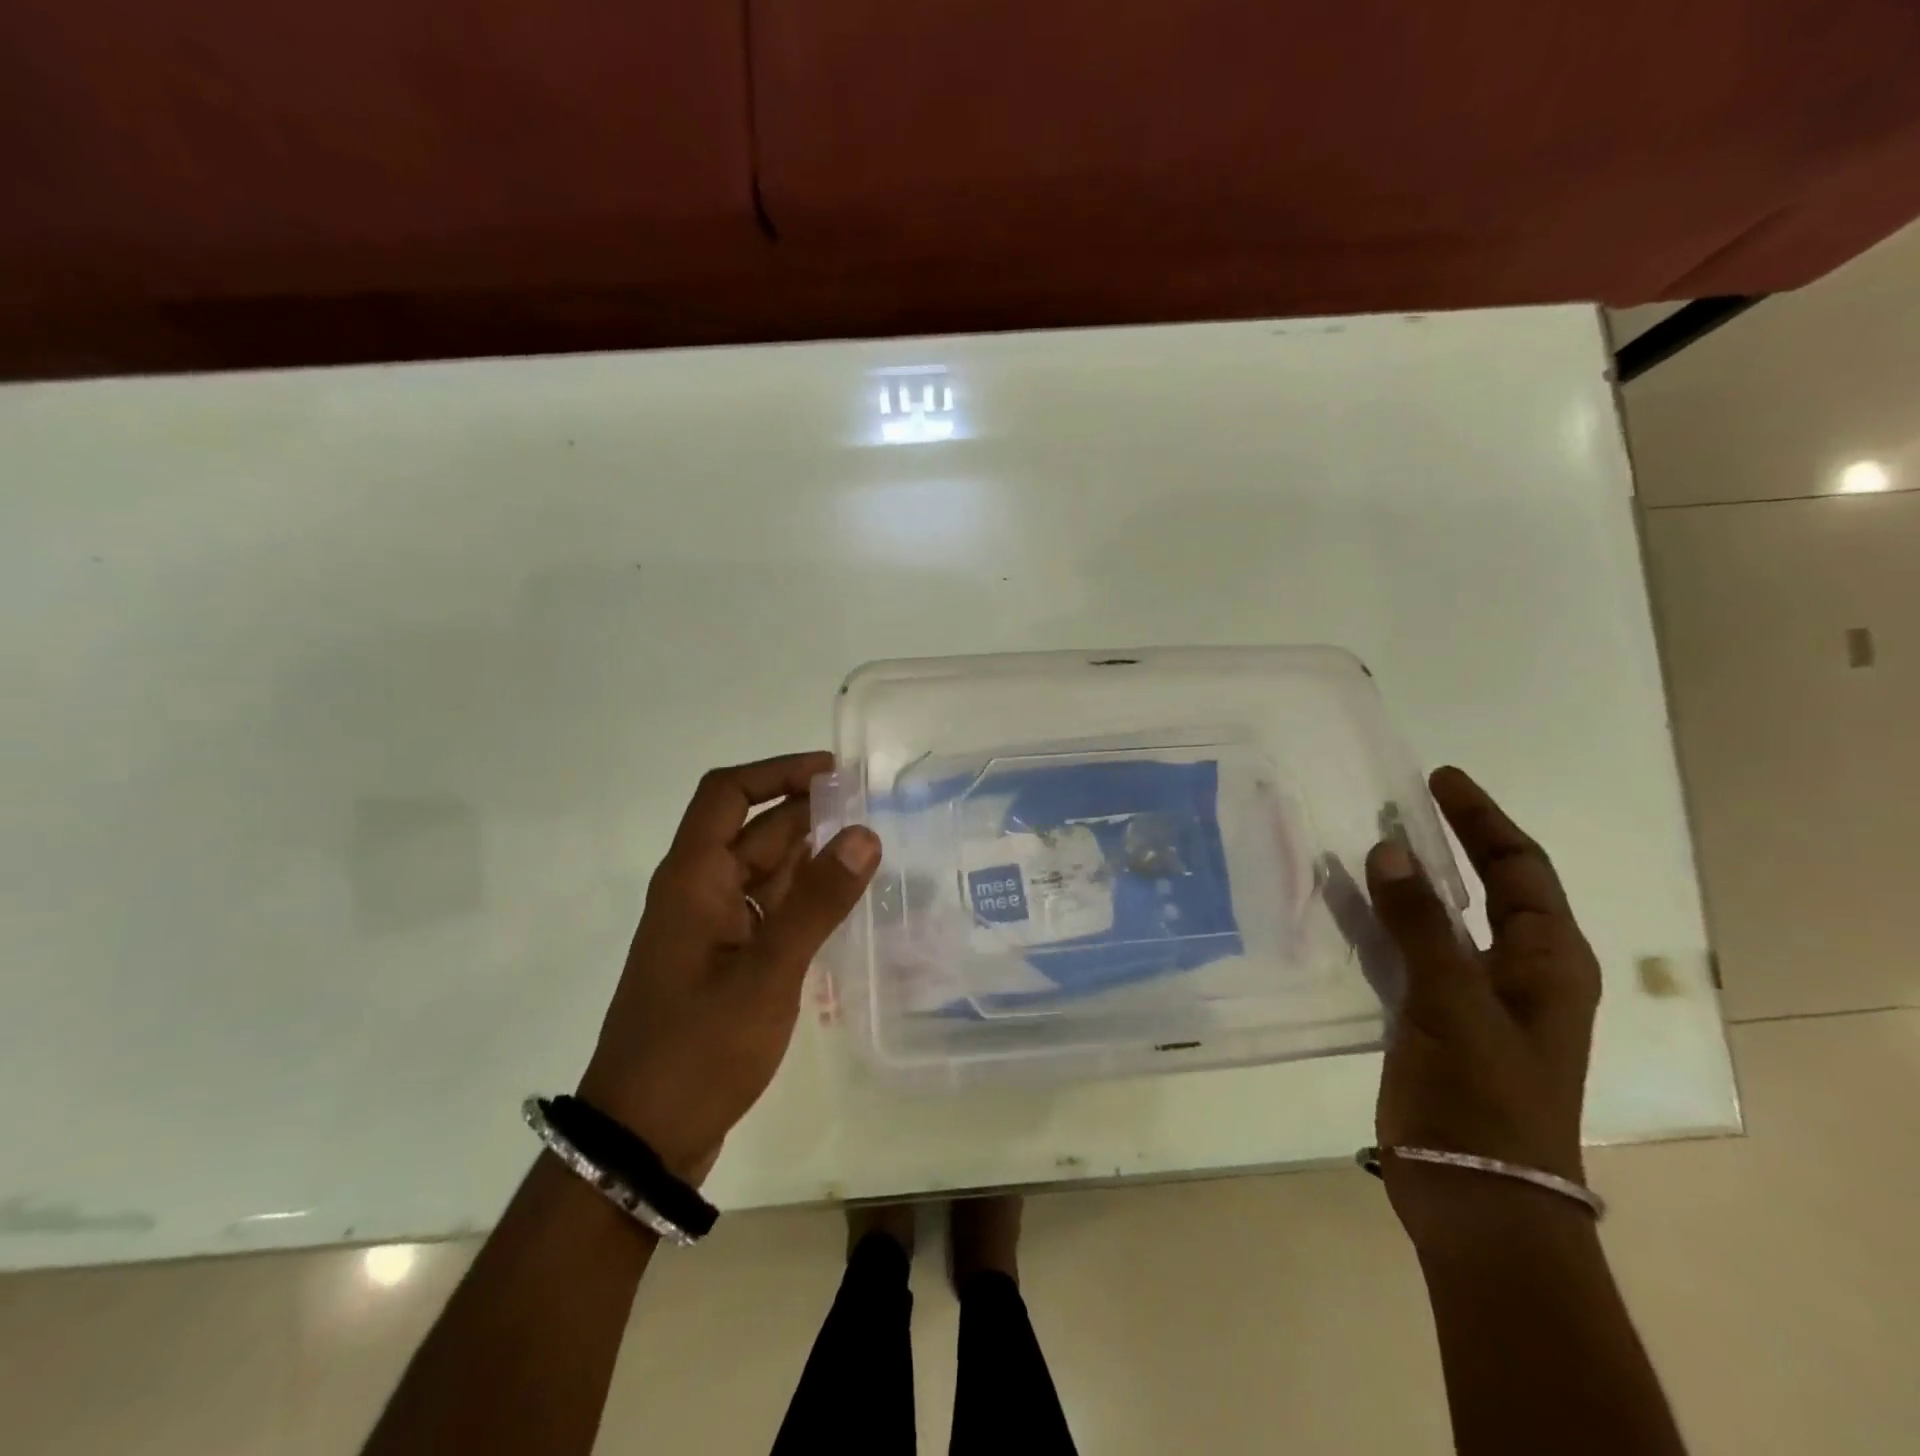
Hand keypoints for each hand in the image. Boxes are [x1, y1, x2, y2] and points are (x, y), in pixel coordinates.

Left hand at [577, 752, 879, 1183]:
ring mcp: (710, 930)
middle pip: (753, 831)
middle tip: (873, 811)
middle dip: (808, 814)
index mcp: (693, 879)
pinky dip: (803, 900)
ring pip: (764, 873)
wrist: (642, 1141)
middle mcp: (698, 893)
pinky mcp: (724, 962)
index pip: (727, 795)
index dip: (777, 772)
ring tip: (871, 850)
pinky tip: (843, 904)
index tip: (834, 772)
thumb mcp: (767, 973)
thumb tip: (864, 833)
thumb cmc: (698, 1050)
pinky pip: (768, 911)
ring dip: (810, 857)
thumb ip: (817, 902)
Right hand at [1366, 767, 1601, 1242]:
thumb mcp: (1453, 1004)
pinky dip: (1383, 920)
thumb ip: (1420, 925)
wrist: (1476, 1197)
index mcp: (1547, 961)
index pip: (1519, 867)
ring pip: (1443, 917)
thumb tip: (1387, 849)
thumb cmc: (1481, 1099)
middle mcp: (1519, 970)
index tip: (1440, 778)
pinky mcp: (1436, 1017)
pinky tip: (1345, 906)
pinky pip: (1410, 949)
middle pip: (1488, 886)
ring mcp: (1476, 995)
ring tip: (1367, 842)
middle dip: (1451, 840)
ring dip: (1410, 880)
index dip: (1482, 818)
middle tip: (1404, 800)